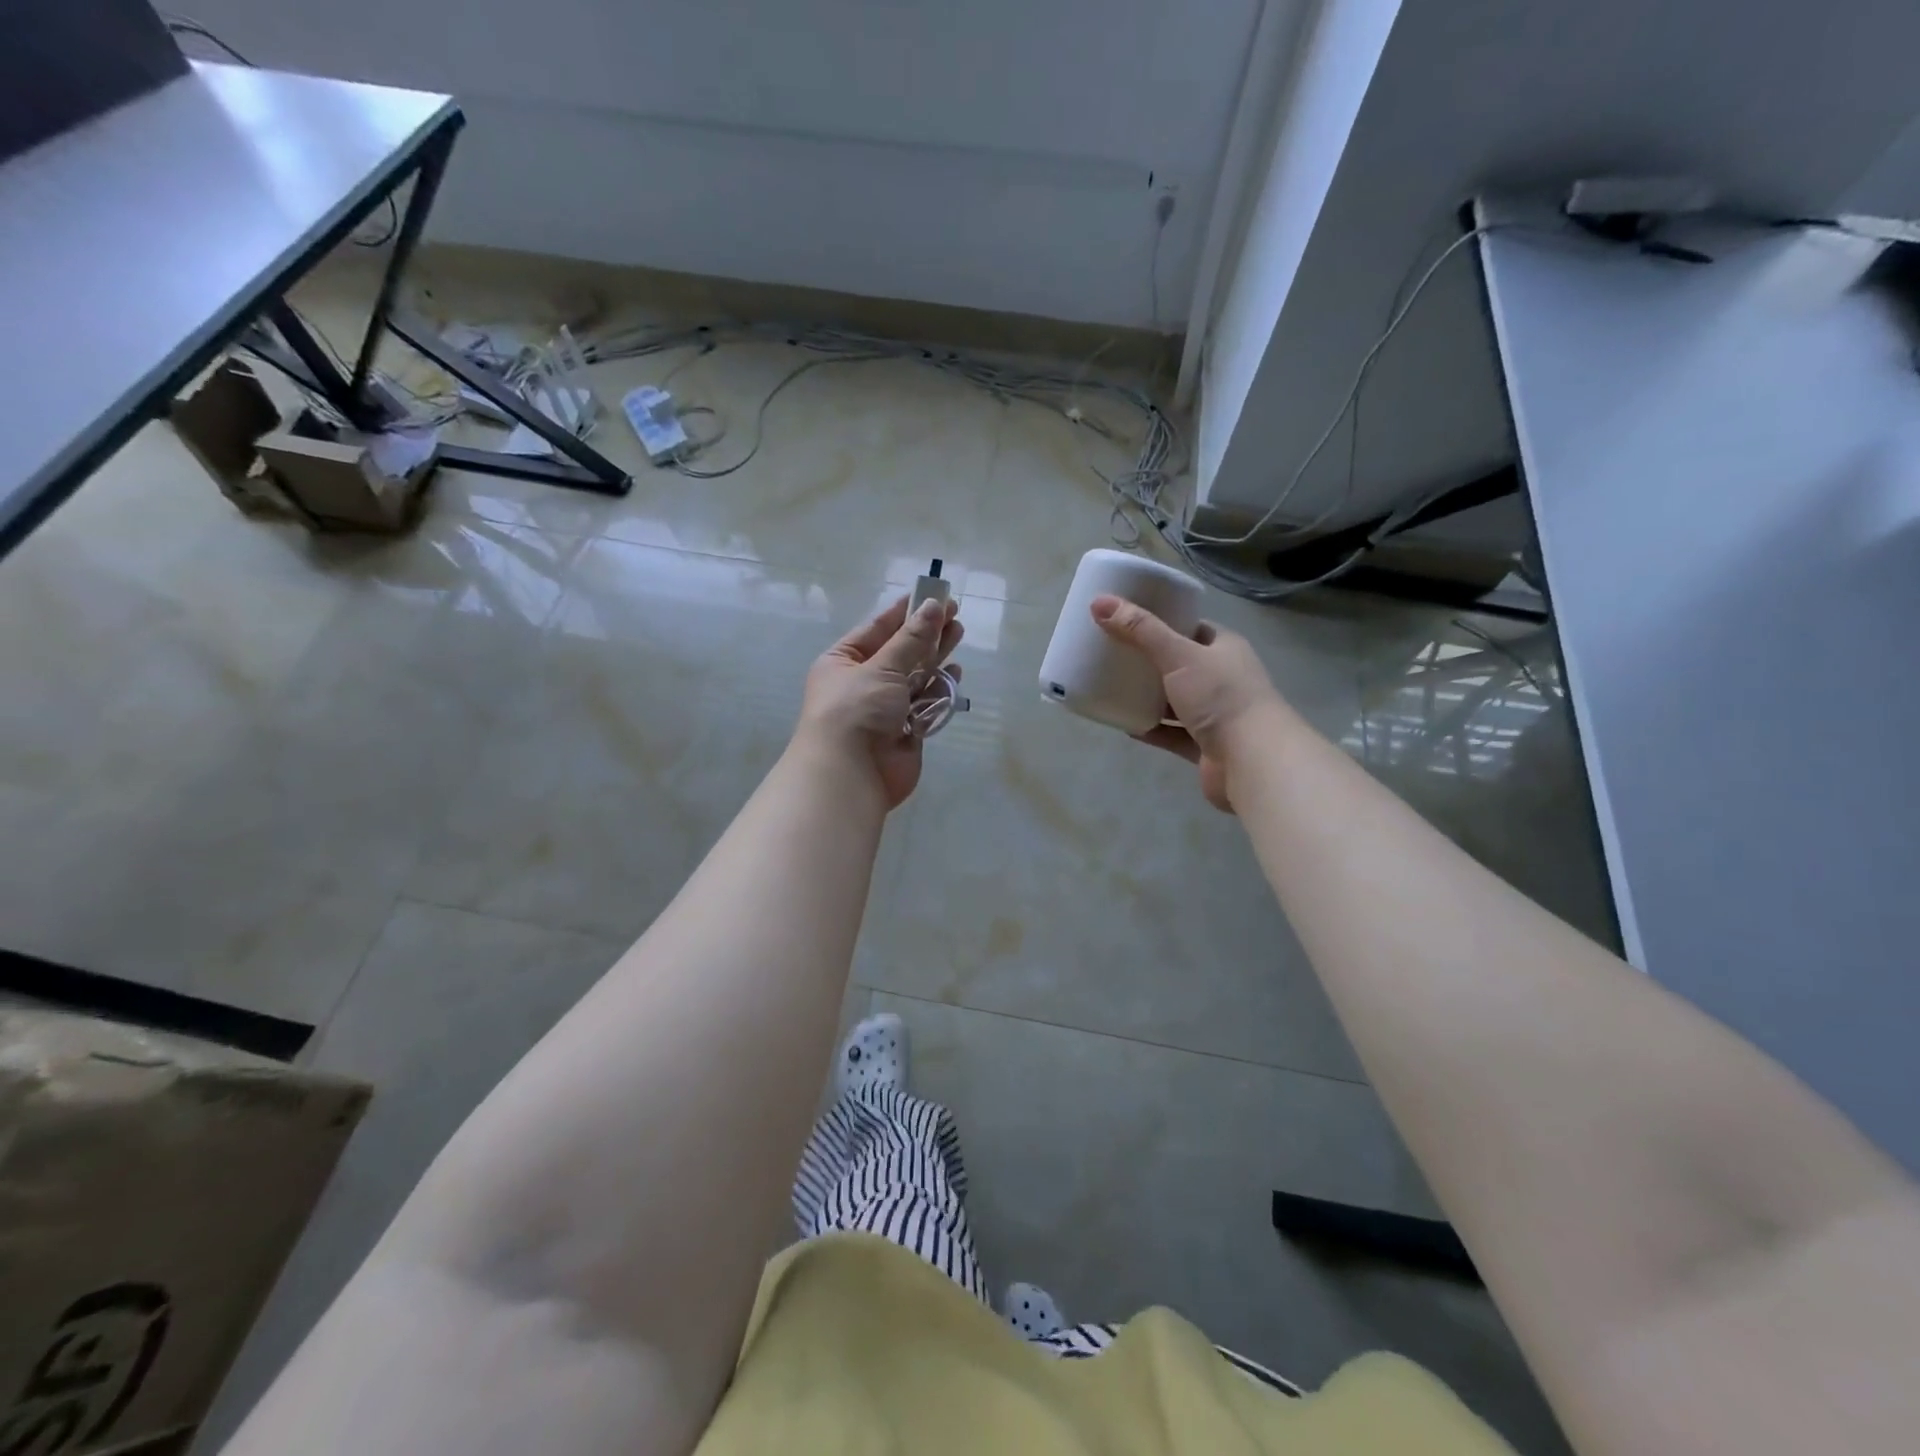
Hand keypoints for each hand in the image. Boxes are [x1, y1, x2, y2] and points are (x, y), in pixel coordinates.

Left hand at [798, 594, 963, 809]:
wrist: (851, 775)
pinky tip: (955, 672)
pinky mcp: (906, 731)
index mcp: (843, 662)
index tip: (931, 594)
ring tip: (958, 632)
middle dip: (926, 632)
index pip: (877, 628)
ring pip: (915, 676)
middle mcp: (862, 682)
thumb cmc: (857, 711)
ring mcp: (885, 708)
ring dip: (936, 656)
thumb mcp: (882, 667)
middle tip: (954, 611)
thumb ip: (912, 639)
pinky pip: (926, 703)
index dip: (904, 611)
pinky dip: (940, 689)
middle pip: (900, 651)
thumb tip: (933, 606)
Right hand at [1090, 595, 1284, 812]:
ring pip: (1175, 701)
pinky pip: (1172, 733)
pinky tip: (1125, 724)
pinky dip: (1151, 728)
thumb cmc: (1220, 697)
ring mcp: (1215, 715)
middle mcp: (1223, 679)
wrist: (1253, 760)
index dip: (1162, 622)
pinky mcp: (1205, 746)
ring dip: (1149, 697)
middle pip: (1180, 665)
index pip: (1191, 628)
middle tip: (1113, 654)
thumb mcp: (1178, 655)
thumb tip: (1099, 602)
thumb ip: (1140, 630)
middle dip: (1149, 661)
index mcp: (1224, 649)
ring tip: (1113, 688)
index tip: (1128, 621)